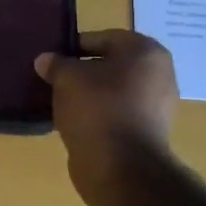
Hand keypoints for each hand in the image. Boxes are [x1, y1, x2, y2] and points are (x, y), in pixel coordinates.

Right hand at [35, 31, 179, 205]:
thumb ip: (56, 64)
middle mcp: (159, 74)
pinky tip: (76, 122)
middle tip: (54, 79)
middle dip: (83, 71)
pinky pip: (117, 113)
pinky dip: (98, 115)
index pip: (102, 38)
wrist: (121, 166)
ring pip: (114, 91)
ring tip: (61, 102)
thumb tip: (46, 60)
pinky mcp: (148, 132)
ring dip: (90, 94)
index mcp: (145, 52)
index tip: (52, 59)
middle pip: (111, 65)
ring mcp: (157, 106)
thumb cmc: (97, 109)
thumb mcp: (66, 78)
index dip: (73, 46)